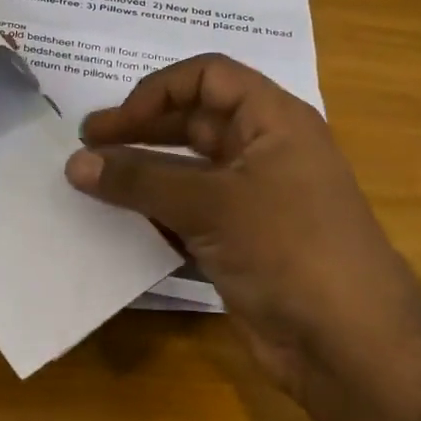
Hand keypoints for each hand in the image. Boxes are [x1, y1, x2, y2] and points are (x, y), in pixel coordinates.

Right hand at [66, 54, 420, 405]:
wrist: (347, 343)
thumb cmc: (289, 250)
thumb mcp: (211, 205)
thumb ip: (139, 181)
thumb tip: (74, 162)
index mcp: (273, 122)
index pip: (208, 77)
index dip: (157, 91)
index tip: (114, 124)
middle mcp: (261, 152)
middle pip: (191, 122)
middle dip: (138, 131)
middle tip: (84, 150)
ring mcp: (249, 199)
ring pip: (184, 171)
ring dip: (139, 175)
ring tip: (89, 185)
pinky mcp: (236, 241)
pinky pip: (184, 212)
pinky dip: (151, 213)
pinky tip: (115, 223)